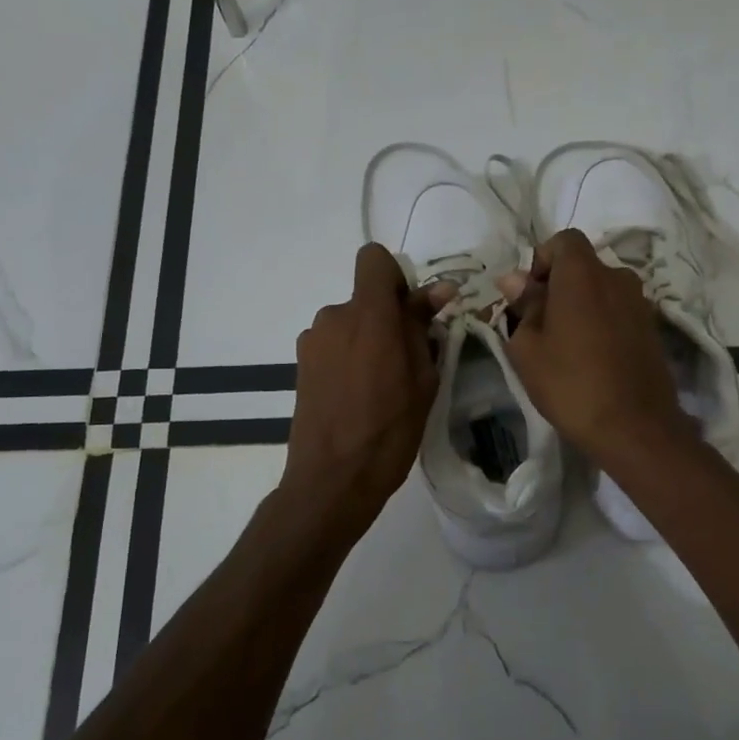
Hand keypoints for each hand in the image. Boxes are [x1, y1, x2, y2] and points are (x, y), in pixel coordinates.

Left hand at [282, 243, 450, 528]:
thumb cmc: (389, 430)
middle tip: (406, 364)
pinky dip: (347, 359)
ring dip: (366, 341)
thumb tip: (437, 291)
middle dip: (386, 319)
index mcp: (368, 315)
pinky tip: (356, 397)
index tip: (410, 312)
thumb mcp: (422, 379)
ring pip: (349, 325)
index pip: (374, 259)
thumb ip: (423, 327)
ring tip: (379, 387)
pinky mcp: (301, 365)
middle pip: (365, 298)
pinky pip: (333, 346)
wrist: (333, 479)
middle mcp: (334, 317)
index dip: (395, 277)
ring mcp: (312, 341)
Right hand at [499, 229, 689, 460]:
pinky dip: (601, 322)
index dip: (541, 259)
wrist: (635, 427)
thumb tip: (514, 279)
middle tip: (539, 324)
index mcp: (583, 274)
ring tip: (564, 345)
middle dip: (558, 285)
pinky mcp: (652, 328)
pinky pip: (618, 311)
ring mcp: (640, 303)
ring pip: (601, 289)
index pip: (563, 240)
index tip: (529, 295)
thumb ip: (523, 306)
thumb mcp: (528, 348)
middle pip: (583, 265)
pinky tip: (590, 357)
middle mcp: (617, 277)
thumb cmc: (570, 383)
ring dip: (580, 305)